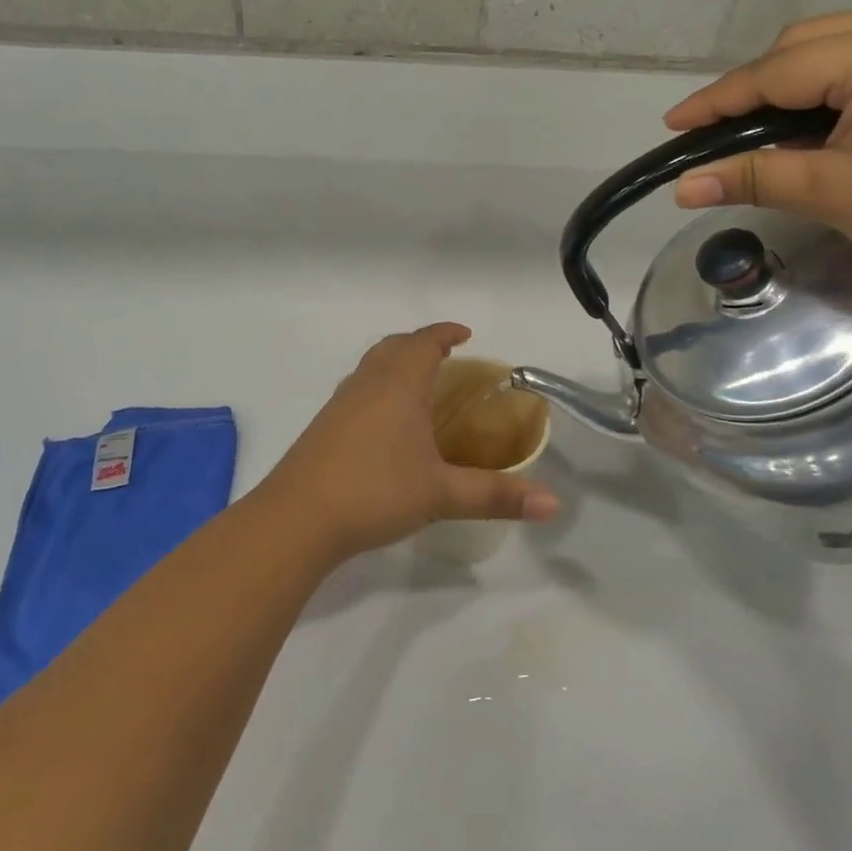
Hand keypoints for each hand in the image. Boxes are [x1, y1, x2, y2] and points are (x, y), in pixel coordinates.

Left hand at [261, 324, 560, 561]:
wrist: (299, 517)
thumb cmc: (375, 491)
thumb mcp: (441, 494)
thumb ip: (496, 496)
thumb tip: (553, 504)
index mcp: (399, 384)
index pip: (424, 342)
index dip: (445, 333)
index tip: (465, 334)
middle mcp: (368, 383)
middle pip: (394, 346)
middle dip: (420, 344)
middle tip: (445, 358)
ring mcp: (340, 402)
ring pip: (371, 366)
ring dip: (396, 363)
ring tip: (418, 385)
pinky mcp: (324, 425)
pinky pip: (357, 388)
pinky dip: (378, 387)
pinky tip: (384, 422)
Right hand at [662, 15, 851, 299]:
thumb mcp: (833, 191)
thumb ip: (752, 178)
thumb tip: (680, 189)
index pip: (775, 71)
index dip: (717, 101)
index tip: (671, 125)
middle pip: (802, 46)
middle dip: (754, 87)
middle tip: (721, 133)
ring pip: (835, 53)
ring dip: (791, 87)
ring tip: (764, 132)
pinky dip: (829, 93)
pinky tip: (819, 127)